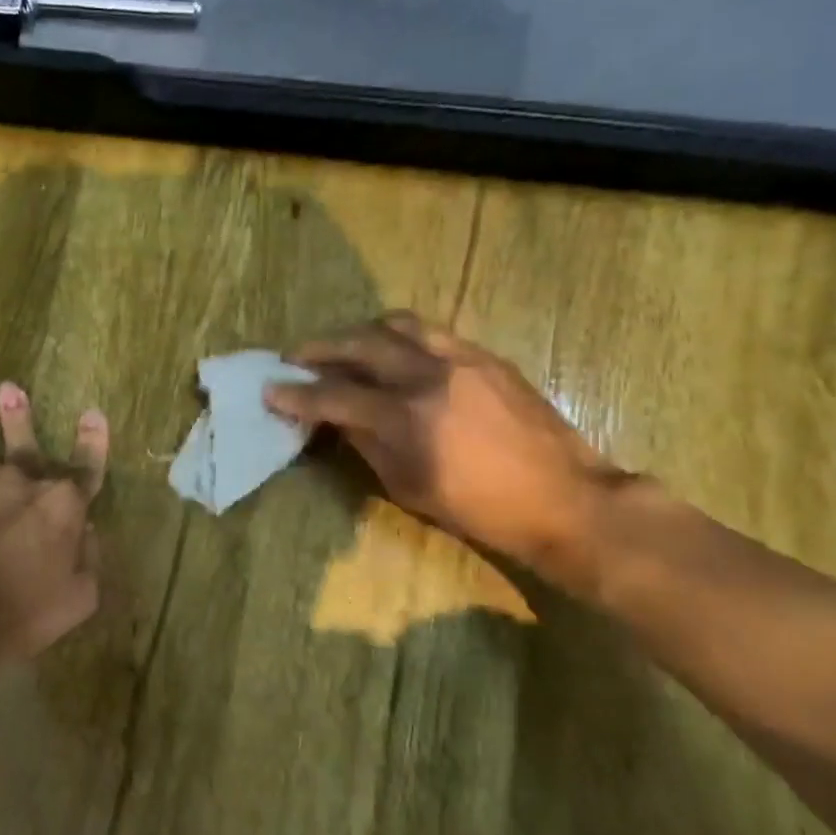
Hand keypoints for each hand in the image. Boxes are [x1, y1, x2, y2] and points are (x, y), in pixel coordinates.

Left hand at [0, 383, 109, 691]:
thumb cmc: (20, 616)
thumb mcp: (78, 599)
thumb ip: (89, 558)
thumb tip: (87, 530)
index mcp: (60, 504)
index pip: (87, 465)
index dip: (94, 440)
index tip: (93, 413)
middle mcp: (18, 483)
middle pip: (23, 442)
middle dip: (18, 415)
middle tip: (9, 388)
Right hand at [264, 313, 626, 576]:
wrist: (564, 498)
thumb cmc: (482, 509)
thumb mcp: (410, 487)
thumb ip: (367, 444)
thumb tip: (336, 418)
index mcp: (409, 418)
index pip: (336, 396)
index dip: (298, 394)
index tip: (271, 390)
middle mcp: (430, 376)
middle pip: (360, 344)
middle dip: (320, 348)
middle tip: (296, 356)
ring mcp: (462, 358)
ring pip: (397, 324)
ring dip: (360, 331)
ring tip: (344, 345)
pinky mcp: (485, 355)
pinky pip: (431, 331)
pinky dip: (400, 335)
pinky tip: (393, 350)